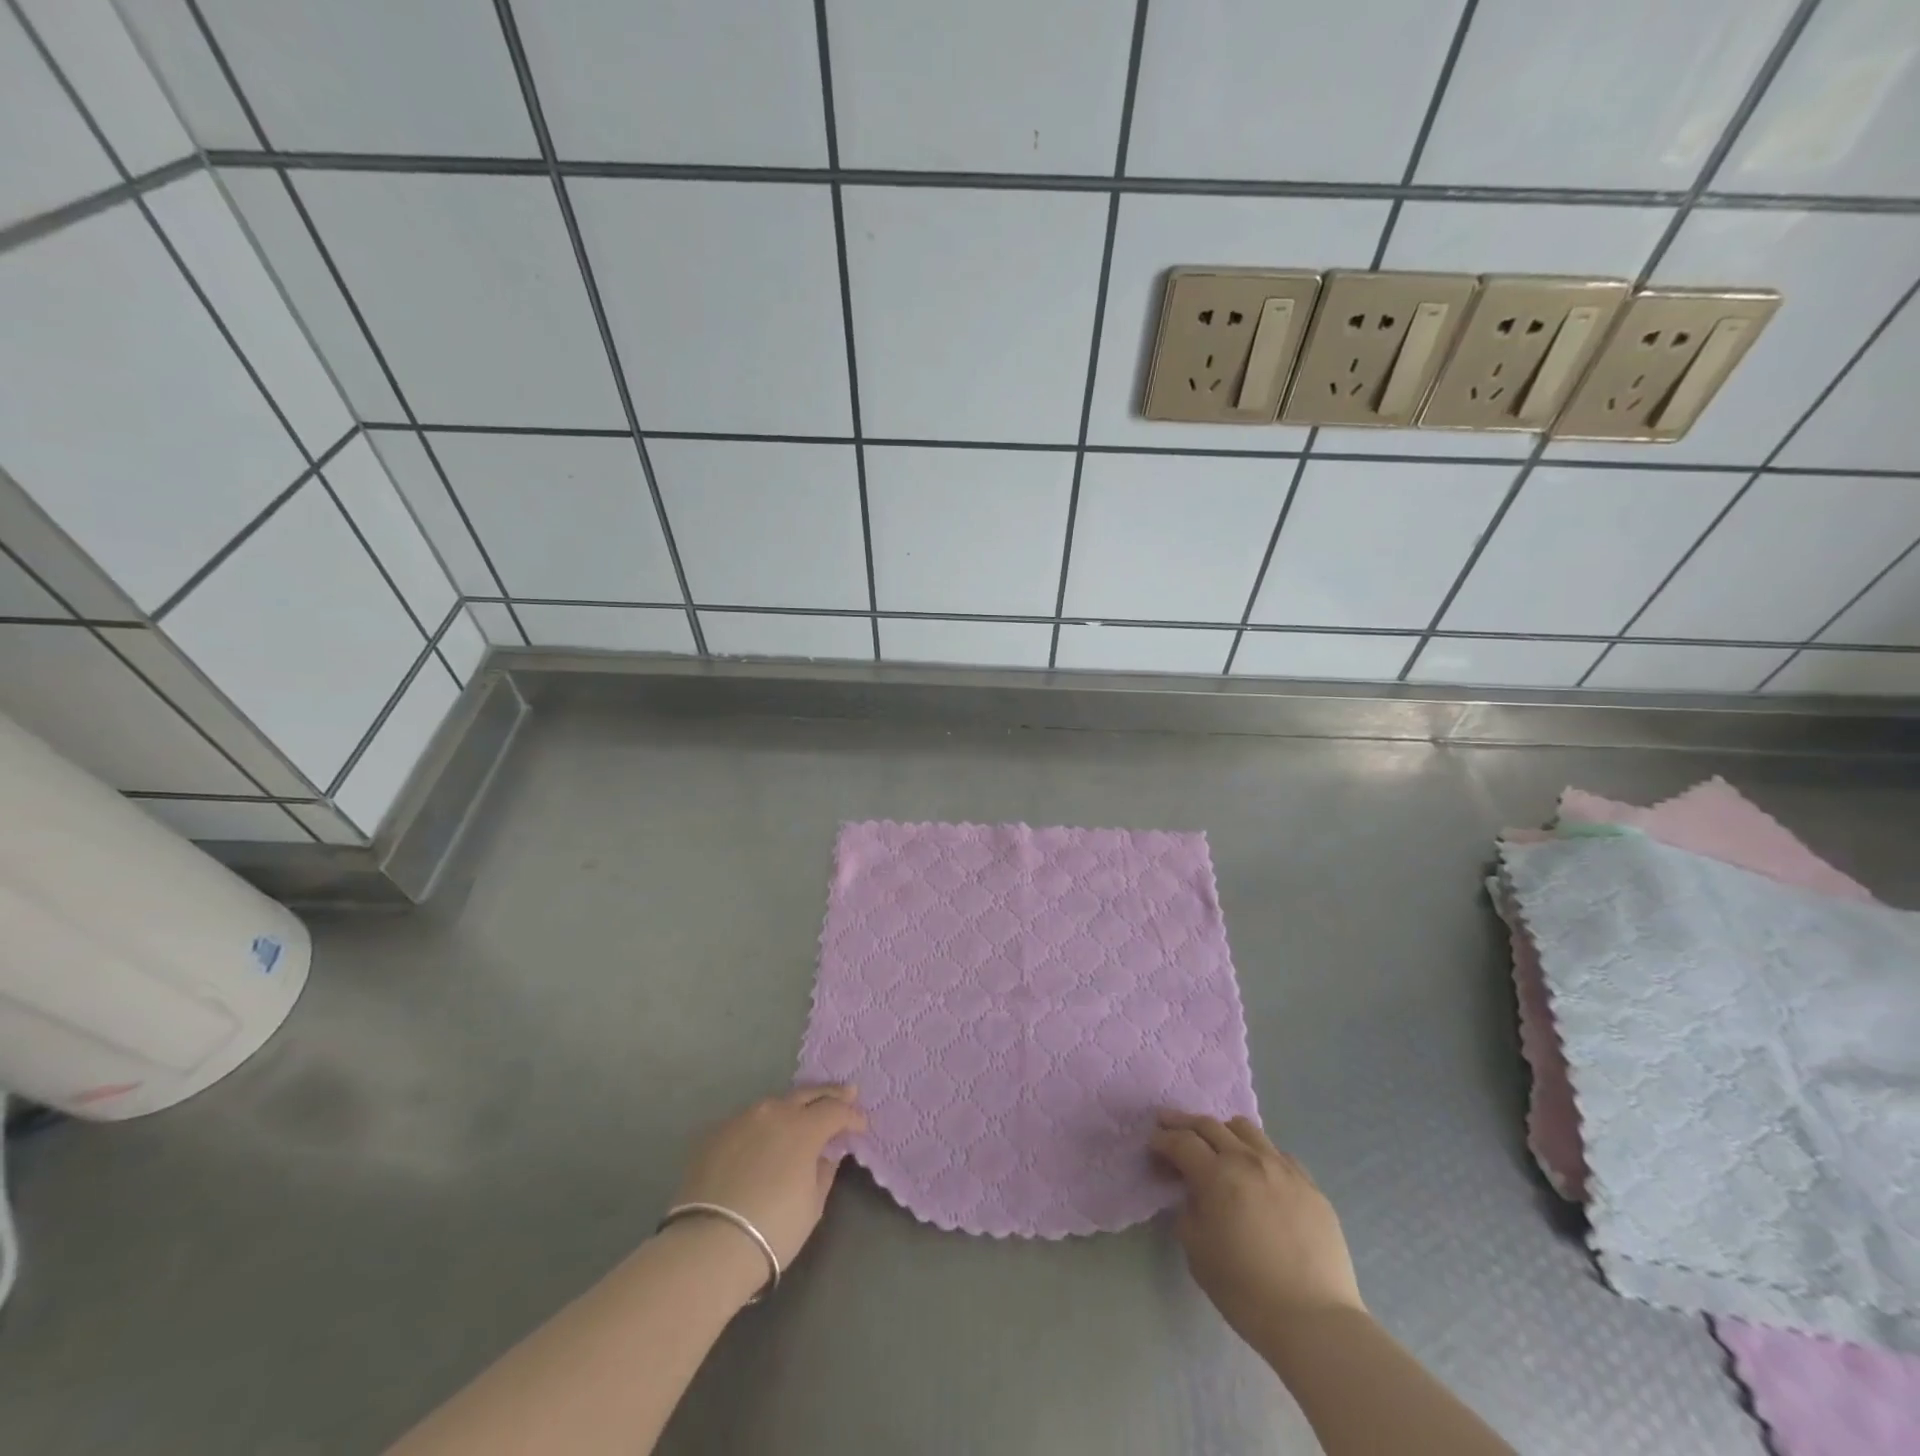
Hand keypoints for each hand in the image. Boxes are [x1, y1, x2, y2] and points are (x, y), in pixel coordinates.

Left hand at [669, 1085, 866, 1269]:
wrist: (709, 1246)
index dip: (852, 1116)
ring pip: (774, 1105)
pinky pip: (748, 1122)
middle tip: (846, 1093)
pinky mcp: (716, 1134)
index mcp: (803, 1127)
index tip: (861, 1125)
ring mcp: (742, 1119)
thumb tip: (826, 1154)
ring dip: (793, 1108)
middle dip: (829, 1094)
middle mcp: (774, 1112)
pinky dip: (763, 1126)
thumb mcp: (812, 1205)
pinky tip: (764, 1139)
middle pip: (807, 1094)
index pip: (836, 1111)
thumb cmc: (773, 1229)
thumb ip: (823, 1171)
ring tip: (802, 1116)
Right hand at [1150, 1110, 1363, 1342]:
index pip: (1181, 1142)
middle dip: (1183, 1124)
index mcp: (1217, 1175)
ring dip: (1222, 1131)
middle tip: (1168, 1126)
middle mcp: (1249, 1160)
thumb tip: (1194, 1193)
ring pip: (1245, 1129)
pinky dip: (1258, 1153)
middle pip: (1209, 1125)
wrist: (1314, 1322)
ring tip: (1216, 1145)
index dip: (1162, 1140)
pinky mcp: (1310, 1185)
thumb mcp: (1197, 1251)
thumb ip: (1189, 1209)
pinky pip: (1277, 1153)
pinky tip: (1256, 1172)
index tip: (1152, 1146)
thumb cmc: (1245, 1291)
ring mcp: (1283, 1169)